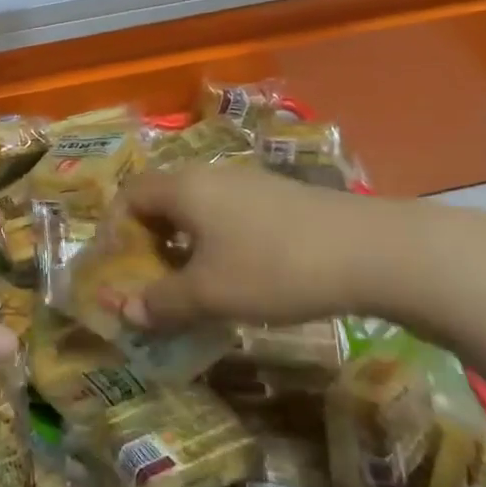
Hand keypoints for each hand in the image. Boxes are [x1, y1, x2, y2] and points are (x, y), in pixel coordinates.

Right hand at [116, 164, 405, 331]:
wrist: (370, 250)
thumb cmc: (273, 267)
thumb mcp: (210, 294)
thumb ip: (161, 302)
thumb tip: (123, 311)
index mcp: (182, 188)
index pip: (128, 196)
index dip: (115, 231)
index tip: (121, 271)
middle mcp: (208, 175)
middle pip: (160, 199)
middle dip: (148, 240)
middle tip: (153, 281)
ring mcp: (246, 182)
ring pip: (196, 208)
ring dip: (183, 243)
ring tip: (194, 284)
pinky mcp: (277, 196)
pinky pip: (226, 213)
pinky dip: (215, 240)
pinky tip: (239, 274)